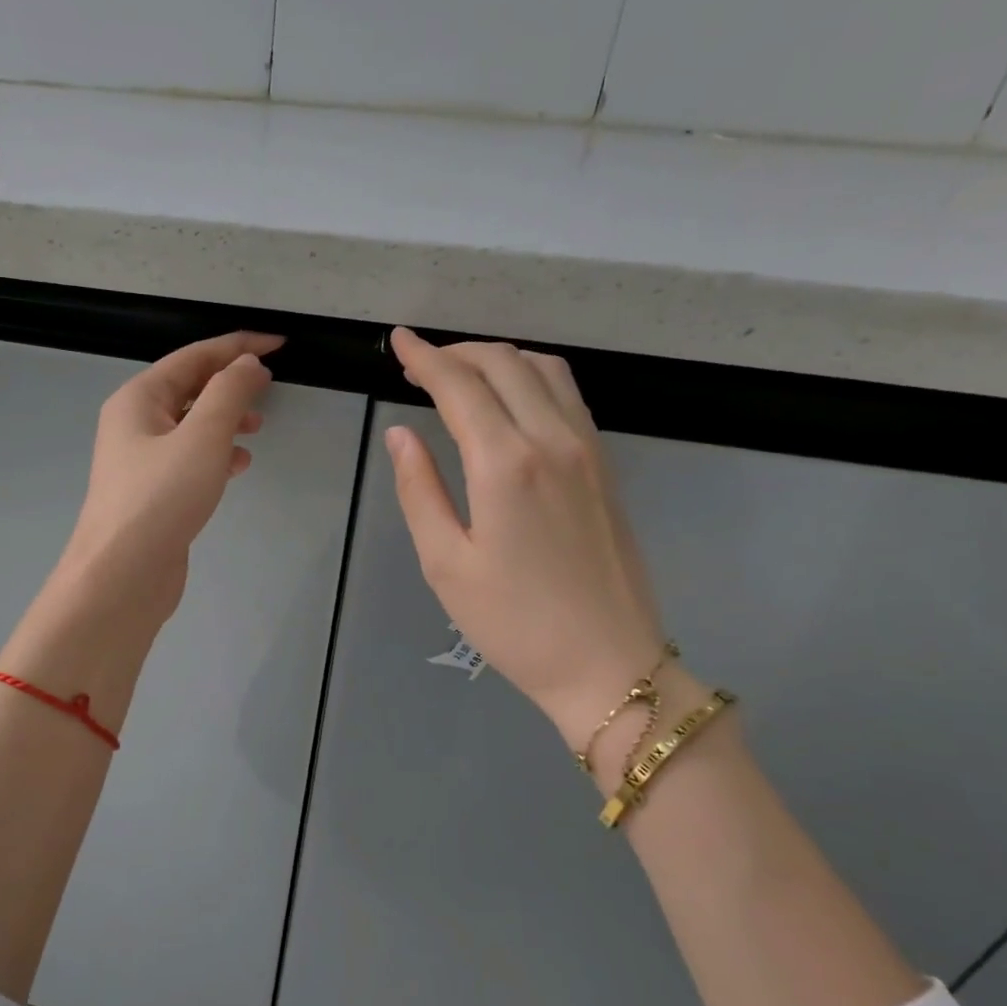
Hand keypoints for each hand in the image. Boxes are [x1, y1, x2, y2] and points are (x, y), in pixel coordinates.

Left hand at [53, 331, 281, 626]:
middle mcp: (134, 423)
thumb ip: (229, 393)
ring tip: (257, 429)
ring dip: (225, 420)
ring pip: (190, 425)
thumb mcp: (202, 436)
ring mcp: (141, 461)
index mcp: (138, 399)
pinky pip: (189, 458)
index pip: (193, 357)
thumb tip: (247, 364)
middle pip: (189, 388)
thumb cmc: (161, 498)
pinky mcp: (153, 493)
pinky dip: (216, 454)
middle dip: (230, 384)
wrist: (122, 575)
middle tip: (269, 389)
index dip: (238, 347)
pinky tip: (238, 465)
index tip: (279, 344)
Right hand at [384, 327, 665, 745]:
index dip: (424, 357)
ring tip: (460, 374)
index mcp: (505, 463)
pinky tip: (509, 398)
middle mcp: (552, 440)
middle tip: (418, 363)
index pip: (459, 385)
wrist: (609, 665)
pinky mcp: (605, 465)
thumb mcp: (445, 563)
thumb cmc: (514, 623)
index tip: (398, 340)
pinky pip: (567, 394)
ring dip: (496, 358)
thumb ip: (419, 490)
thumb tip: (401, 435)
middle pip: (503, 363)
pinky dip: (530, 376)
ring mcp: (587, 449)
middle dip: (456, 352)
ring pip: (542, 369)